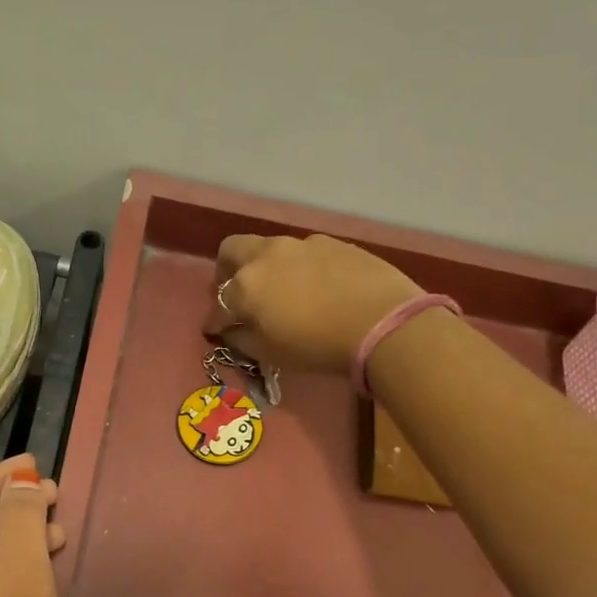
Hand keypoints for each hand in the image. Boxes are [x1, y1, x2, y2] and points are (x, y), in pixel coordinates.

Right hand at [204, 234, 421, 373]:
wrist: (382, 322)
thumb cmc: (318, 345)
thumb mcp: (272, 354)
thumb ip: (243, 340)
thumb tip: (233, 331)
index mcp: (245, 286)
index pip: (218, 305)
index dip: (214, 321)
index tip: (215, 331)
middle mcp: (267, 256)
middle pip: (232, 251)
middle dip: (226, 271)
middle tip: (237, 293)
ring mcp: (301, 244)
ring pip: (269, 248)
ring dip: (266, 267)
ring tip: (281, 290)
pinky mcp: (333, 243)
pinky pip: (304, 252)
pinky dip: (299, 267)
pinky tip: (316, 286)